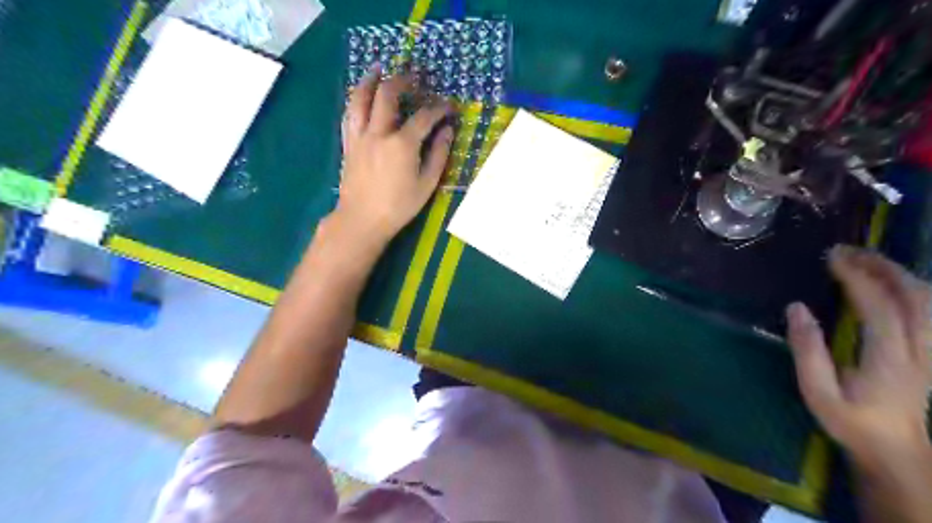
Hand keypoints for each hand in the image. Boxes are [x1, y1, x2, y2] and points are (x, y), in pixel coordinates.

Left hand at [336, 66, 455, 244]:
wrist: (362, 220)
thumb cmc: (399, 206)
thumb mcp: (426, 184)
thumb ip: (438, 155)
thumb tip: (447, 131)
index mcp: (402, 144)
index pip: (423, 117)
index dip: (438, 108)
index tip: (449, 106)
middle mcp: (379, 133)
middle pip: (387, 95)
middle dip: (402, 80)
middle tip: (413, 76)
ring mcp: (360, 137)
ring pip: (360, 98)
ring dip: (370, 80)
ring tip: (378, 69)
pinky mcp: (348, 144)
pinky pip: (349, 114)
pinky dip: (356, 100)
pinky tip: (360, 96)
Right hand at [784, 246, 930, 468]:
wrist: (897, 452)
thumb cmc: (851, 421)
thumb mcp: (817, 391)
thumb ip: (807, 349)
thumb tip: (796, 307)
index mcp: (889, 357)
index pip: (878, 305)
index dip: (855, 277)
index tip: (831, 258)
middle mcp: (920, 349)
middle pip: (915, 296)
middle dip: (882, 266)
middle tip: (849, 250)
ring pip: (931, 301)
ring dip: (901, 274)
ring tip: (868, 259)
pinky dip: (916, 289)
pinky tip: (895, 283)